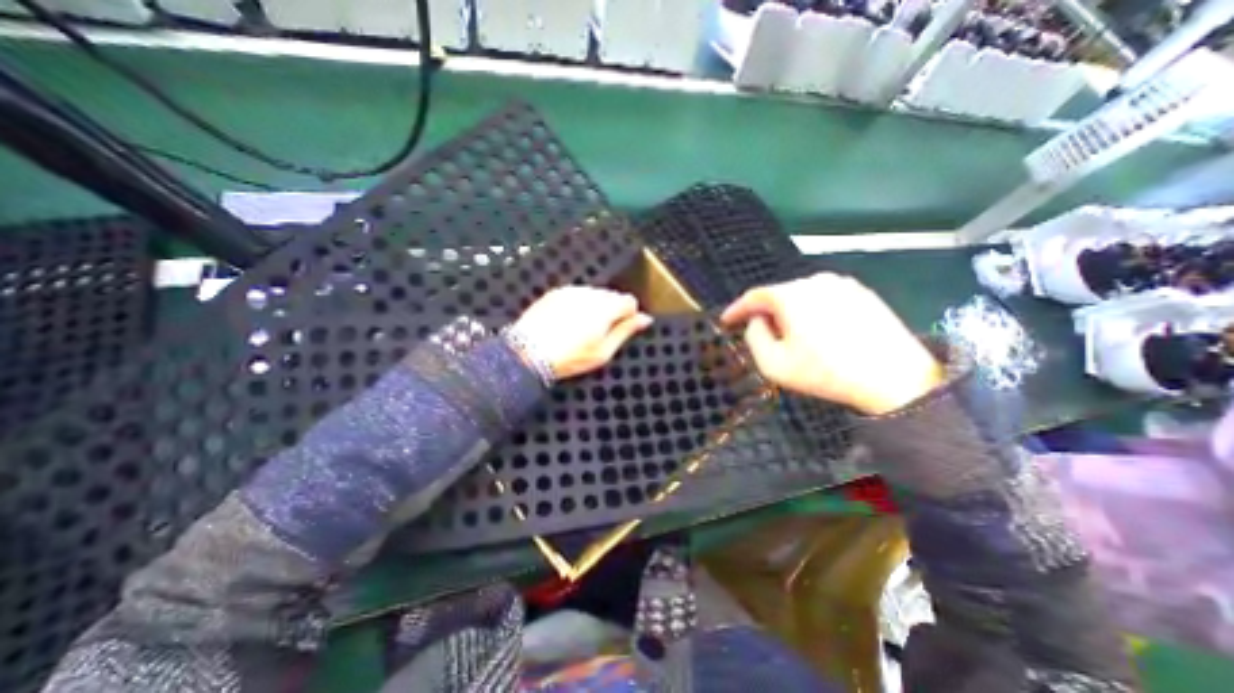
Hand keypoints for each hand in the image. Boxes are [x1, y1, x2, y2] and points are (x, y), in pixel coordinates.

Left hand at [512, 289, 654, 381]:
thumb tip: (645, 319)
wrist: (528, 353)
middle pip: (612, 296)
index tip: (622, 328)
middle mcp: (590, 294)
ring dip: (594, 307)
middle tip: (600, 333)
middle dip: (611, 311)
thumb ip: (626, 331)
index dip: (629, 315)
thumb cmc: (568, 357)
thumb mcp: (603, 352)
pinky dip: (578, 305)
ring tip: (581, 329)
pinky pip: (576, 294)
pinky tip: (568, 323)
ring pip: (594, 294)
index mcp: (605, 309)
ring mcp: (571, 291)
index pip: (629, 301)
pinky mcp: (556, 293)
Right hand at [719, 274, 941, 415]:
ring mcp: (842, 284)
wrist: (894, 377)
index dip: (736, 309)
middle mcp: (814, 281)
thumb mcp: (773, 363)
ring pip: (801, 296)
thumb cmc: (825, 372)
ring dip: (790, 313)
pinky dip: (813, 312)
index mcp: (790, 295)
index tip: (726, 321)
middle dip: (766, 314)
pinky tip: (820, 333)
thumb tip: (757, 320)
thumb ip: (753, 337)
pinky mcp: (862, 293)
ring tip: (793, 337)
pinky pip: (824, 299)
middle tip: (762, 336)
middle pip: (778, 295)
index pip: (754, 296)